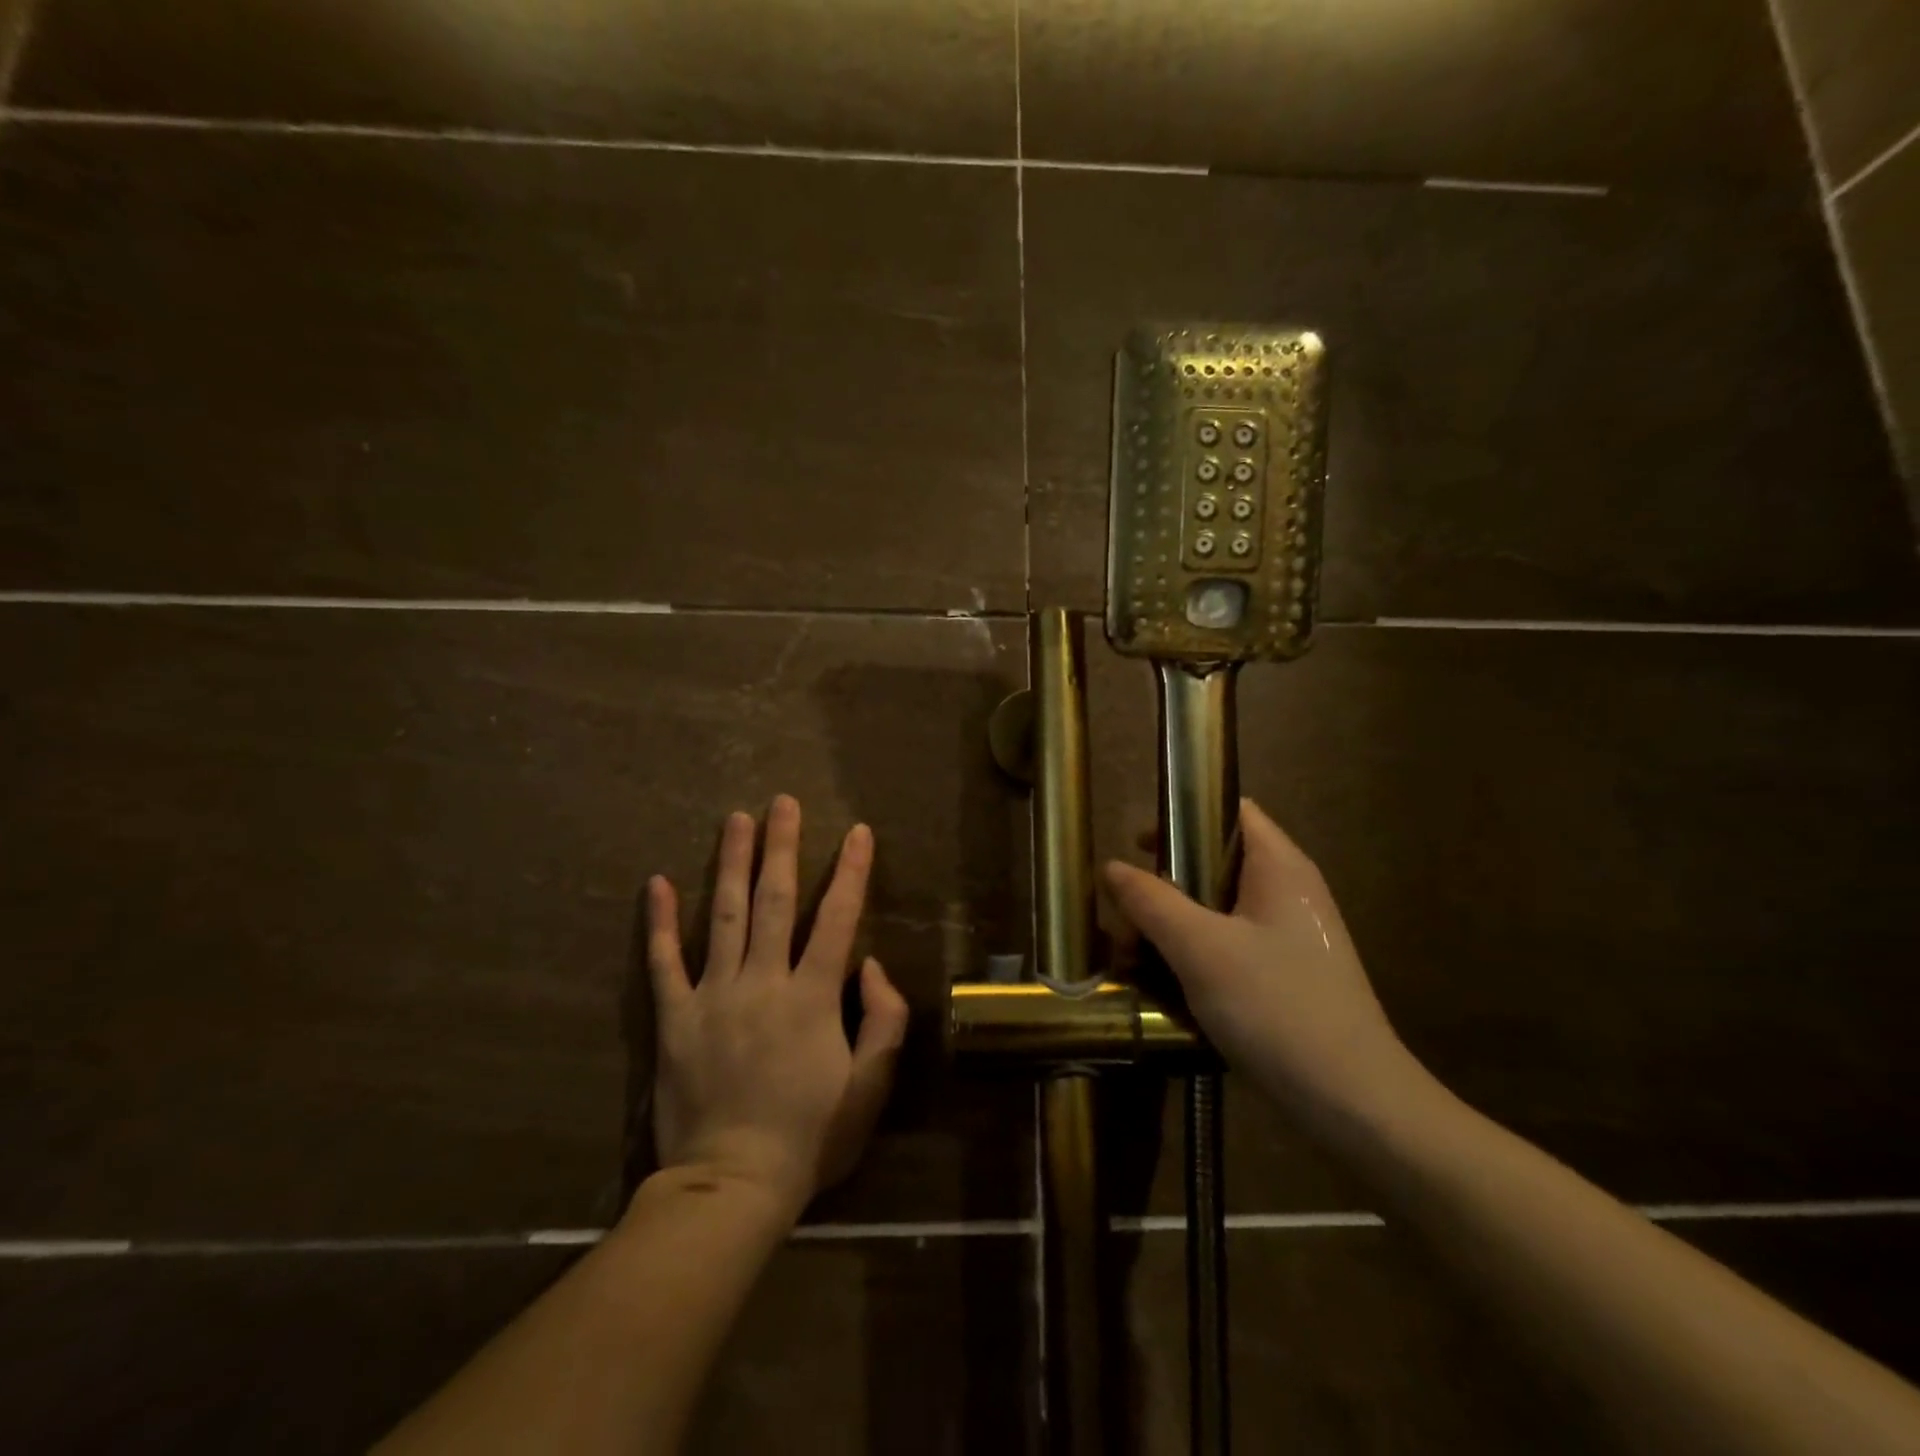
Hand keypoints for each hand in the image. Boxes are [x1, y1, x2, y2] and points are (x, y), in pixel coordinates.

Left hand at [647, 796, 909, 1215]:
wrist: (732, 1185)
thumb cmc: (810, 1137)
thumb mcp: (870, 1086)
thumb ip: (883, 1020)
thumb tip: (871, 965)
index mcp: (812, 996)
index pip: (837, 918)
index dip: (851, 871)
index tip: (857, 831)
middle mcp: (763, 981)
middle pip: (775, 901)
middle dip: (782, 847)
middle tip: (781, 802)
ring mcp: (713, 996)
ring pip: (724, 916)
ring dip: (731, 865)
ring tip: (735, 820)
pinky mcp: (675, 1018)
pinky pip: (663, 962)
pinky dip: (660, 922)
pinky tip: (658, 882)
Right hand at [1104, 799, 1422, 1130]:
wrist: (1354, 1103)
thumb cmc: (1276, 1007)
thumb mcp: (1200, 949)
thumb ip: (1152, 901)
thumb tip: (1112, 867)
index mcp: (1280, 867)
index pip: (1232, 810)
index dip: (1184, 814)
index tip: (1138, 842)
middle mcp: (1289, 891)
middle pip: (1217, 862)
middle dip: (1165, 883)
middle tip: (1126, 914)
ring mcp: (1292, 936)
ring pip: (1218, 909)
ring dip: (1173, 925)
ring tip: (1135, 957)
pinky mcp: (1288, 975)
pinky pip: (1230, 945)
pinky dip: (1195, 953)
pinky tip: (1168, 985)